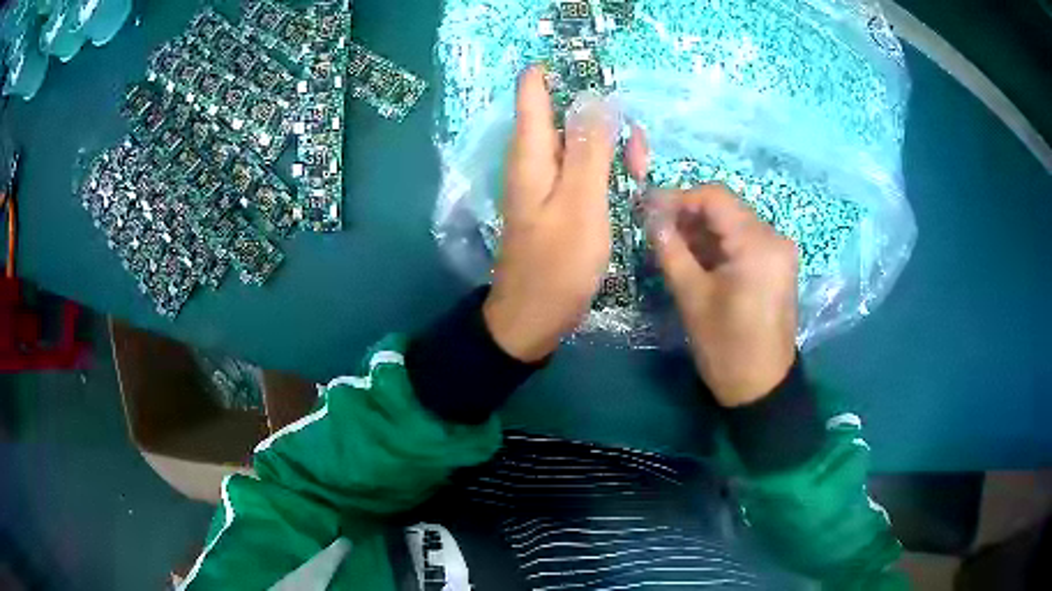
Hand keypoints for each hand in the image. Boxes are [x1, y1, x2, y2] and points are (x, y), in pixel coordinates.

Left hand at [483, 67, 619, 361]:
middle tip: (637, 150)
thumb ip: (589, 150)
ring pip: (578, 143)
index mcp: (531, 153)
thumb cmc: (557, 264)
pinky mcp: (557, 202)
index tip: (599, 72)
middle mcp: (533, 160)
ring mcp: (545, 182)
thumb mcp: (581, 203)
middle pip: (564, 115)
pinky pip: (581, 170)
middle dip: (603, 118)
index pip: (534, 91)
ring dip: (610, 148)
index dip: (561, 72)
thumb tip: (596, 97)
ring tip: (639, 171)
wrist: (533, 318)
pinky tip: (628, 185)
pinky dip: (605, 170)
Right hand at [628, 135, 798, 405]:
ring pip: (734, 223)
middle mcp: (774, 237)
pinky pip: (744, 240)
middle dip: (688, 214)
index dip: (678, 198)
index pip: (714, 197)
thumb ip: (670, 249)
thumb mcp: (692, 297)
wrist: (761, 386)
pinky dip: (719, 243)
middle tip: (655, 229)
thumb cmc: (726, 346)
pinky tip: (696, 257)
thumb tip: (649, 215)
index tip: (647, 210)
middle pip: (726, 208)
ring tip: (671, 245)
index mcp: (757, 243)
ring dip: (702, 229)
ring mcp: (779, 251)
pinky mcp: (777, 265)